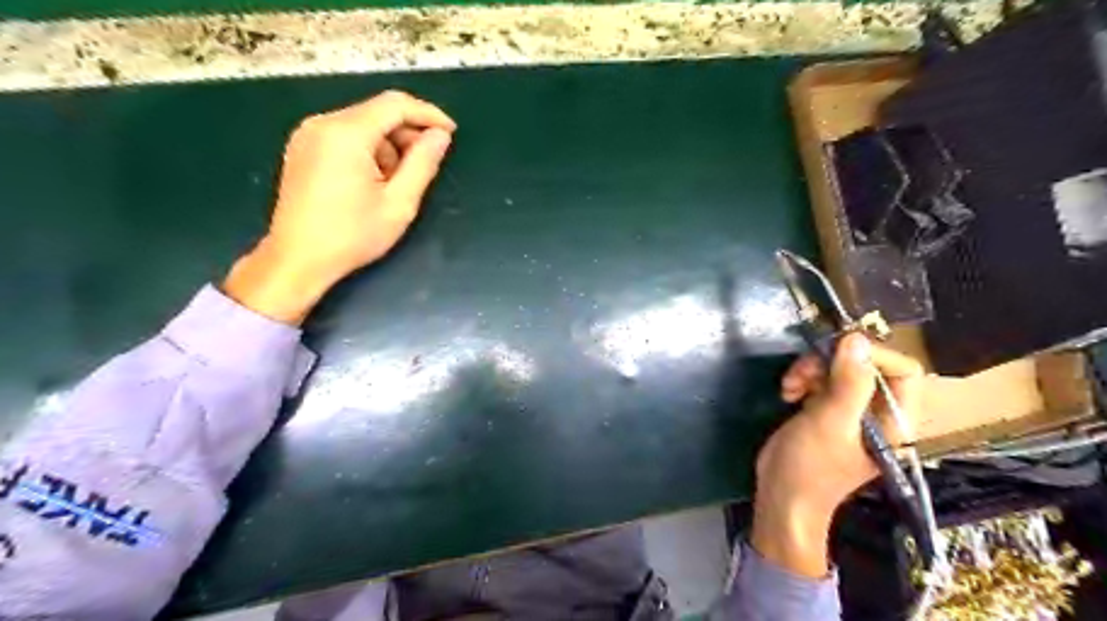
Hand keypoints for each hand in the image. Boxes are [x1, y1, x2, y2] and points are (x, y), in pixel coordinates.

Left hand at [220, 93, 456, 327]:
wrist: (298, 259)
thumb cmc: (352, 236)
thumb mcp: (399, 203)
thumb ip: (423, 164)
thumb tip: (440, 136)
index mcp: (346, 134)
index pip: (395, 105)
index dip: (428, 114)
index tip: (451, 132)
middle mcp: (322, 124)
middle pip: (377, 113)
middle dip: (407, 134)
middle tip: (425, 166)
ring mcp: (308, 135)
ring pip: (363, 125)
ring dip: (388, 146)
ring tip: (394, 184)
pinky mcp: (302, 148)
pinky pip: (345, 136)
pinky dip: (368, 151)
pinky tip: (372, 182)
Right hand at [753, 338, 927, 580]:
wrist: (781, 497)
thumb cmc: (810, 467)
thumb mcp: (830, 423)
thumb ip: (849, 382)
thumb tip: (857, 339)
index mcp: (896, 420)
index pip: (903, 370)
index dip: (871, 355)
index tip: (833, 352)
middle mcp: (879, 413)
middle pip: (867, 365)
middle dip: (831, 362)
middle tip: (801, 371)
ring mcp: (852, 411)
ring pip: (840, 369)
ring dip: (811, 370)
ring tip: (789, 386)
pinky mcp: (827, 411)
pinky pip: (822, 380)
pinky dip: (803, 379)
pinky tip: (787, 392)